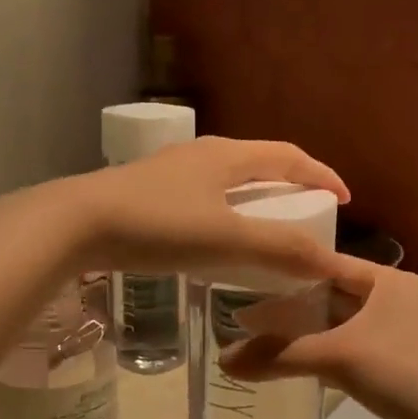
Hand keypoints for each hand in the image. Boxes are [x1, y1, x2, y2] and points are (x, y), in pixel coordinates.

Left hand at [54, 137, 352, 279]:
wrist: (74, 224)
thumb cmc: (157, 225)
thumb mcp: (226, 240)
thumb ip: (281, 250)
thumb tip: (333, 264)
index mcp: (226, 156)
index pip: (288, 156)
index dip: (321, 175)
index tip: (343, 200)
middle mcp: (201, 154)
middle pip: (258, 164)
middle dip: (290, 187)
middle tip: (306, 217)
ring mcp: (170, 171)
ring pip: (227, 181)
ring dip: (255, 201)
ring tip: (265, 231)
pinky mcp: (146, 193)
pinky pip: (202, 198)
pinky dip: (225, 215)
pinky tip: (215, 242)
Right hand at [221, 263, 417, 418]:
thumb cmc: (403, 373)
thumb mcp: (338, 357)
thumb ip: (279, 355)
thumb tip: (222, 360)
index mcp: (388, 281)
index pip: (328, 264)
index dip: (288, 270)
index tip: (247, 275)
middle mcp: (394, 299)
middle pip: (331, 295)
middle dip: (291, 304)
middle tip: (244, 310)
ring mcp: (397, 334)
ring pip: (339, 325)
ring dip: (305, 332)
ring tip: (259, 336)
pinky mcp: (395, 364)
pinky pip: (349, 350)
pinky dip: (322, 353)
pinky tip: (292, 363)